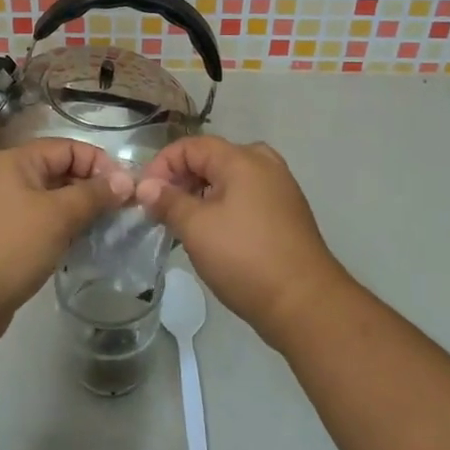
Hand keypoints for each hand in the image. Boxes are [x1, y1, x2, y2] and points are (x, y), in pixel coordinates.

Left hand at [0, 139, 133, 341]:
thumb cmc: (10, 246)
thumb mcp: (58, 216)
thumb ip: (94, 194)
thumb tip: (125, 181)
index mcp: (13, 161)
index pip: (66, 148)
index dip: (98, 164)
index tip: (125, 190)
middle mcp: (1, 178)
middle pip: (56, 172)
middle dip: (89, 189)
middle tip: (118, 213)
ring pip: (46, 200)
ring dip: (75, 212)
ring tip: (102, 231)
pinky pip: (34, 223)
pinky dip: (56, 230)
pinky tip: (74, 248)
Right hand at [135, 137, 350, 347]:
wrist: (305, 303)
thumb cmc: (245, 258)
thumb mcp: (196, 228)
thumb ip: (167, 201)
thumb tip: (146, 187)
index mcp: (242, 159)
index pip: (190, 146)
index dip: (162, 165)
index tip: (144, 196)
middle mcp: (264, 164)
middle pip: (211, 159)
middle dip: (181, 180)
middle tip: (160, 210)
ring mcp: (280, 188)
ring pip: (229, 180)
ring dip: (201, 195)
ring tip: (182, 224)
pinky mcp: (287, 213)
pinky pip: (246, 197)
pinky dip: (223, 207)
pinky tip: (212, 235)